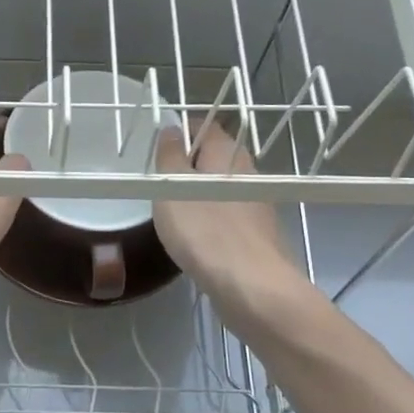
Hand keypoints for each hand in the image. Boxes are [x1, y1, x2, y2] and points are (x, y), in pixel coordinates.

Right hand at [153, 121, 304, 315]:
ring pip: (220, 188)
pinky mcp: (257, 234)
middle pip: (213, 157)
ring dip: (197, 194)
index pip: (203, 125)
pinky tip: (195, 238)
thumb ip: (169, 156)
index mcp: (227, 152)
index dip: (179, 131)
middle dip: (186, 166)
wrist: (253, 287)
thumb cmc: (206, 231)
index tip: (156, 149)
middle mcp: (247, 172)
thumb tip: (171, 129)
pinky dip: (210, 219)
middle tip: (159, 184)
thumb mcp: (173, 188)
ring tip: (172, 212)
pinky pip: (228, 215)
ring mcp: (256, 204)